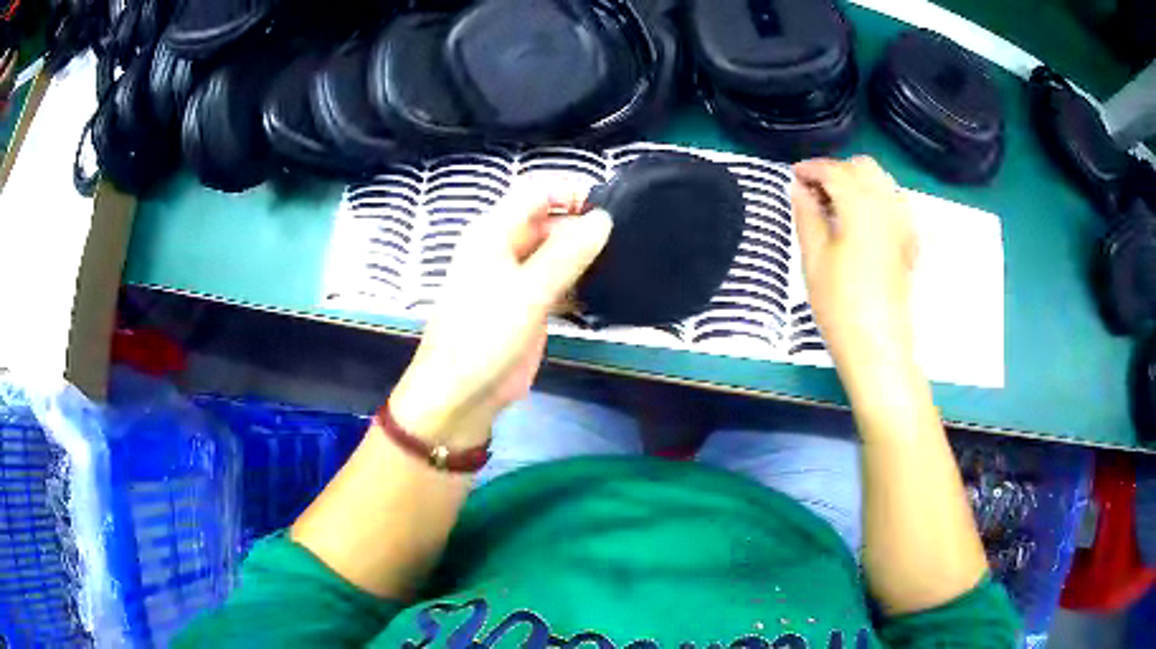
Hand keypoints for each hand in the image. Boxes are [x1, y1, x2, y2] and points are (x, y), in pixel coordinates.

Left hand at [389, 187, 612, 446]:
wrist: (461, 395)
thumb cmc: (484, 337)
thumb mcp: (527, 292)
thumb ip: (566, 254)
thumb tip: (603, 219)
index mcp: (493, 232)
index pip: (536, 191)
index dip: (571, 193)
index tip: (607, 213)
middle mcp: (505, 248)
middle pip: (550, 221)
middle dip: (583, 228)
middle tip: (621, 245)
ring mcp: (517, 278)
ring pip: (557, 252)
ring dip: (583, 257)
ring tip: (619, 265)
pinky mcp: (529, 305)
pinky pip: (558, 281)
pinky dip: (579, 283)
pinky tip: (603, 291)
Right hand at [792, 157, 918, 386]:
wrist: (878, 347)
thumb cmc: (840, 304)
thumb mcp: (814, 258)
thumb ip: (806, 215)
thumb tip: (798, 189)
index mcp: (861, 205)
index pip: (834, 171)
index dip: (811, 168)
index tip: (793, 175)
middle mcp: (887, 205)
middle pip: (862, 167)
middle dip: (836, 171)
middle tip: (813, 191)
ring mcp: (903, 223)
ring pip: (881, 182)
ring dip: (856, 182)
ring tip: (833, 206)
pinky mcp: (909, 241)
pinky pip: (892, 203)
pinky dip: (873, 199)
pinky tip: (858, 222)